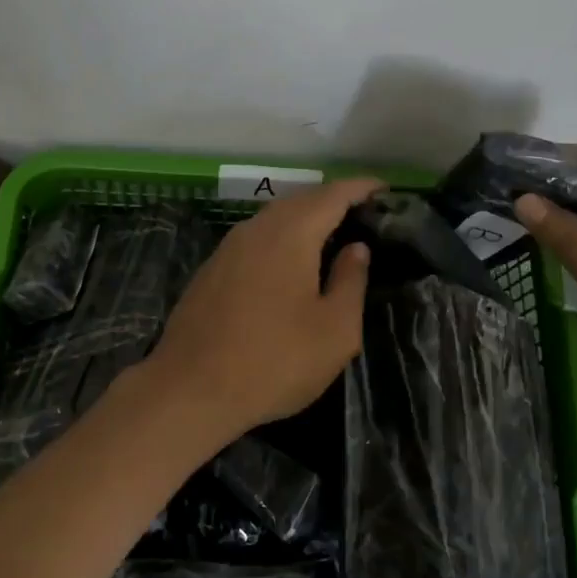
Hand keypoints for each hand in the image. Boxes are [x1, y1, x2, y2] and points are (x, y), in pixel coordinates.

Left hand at [141, 178, 380, 447]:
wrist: (191, 389)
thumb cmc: (274, 362)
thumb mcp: (334, 331)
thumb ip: (350, 281)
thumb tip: (356, 247)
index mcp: (290, 234)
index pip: (331, 195)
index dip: (360, 188)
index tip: (385, 188)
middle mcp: (256, 229)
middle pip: (300, 201)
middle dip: (333, 202)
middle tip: (363, 214)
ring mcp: (227, 248)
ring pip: (273, 219)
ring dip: (304, 220)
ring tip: (332, 236)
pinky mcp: (211, 270)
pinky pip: (255, 240)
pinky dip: (280, 239)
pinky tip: (289, 264)